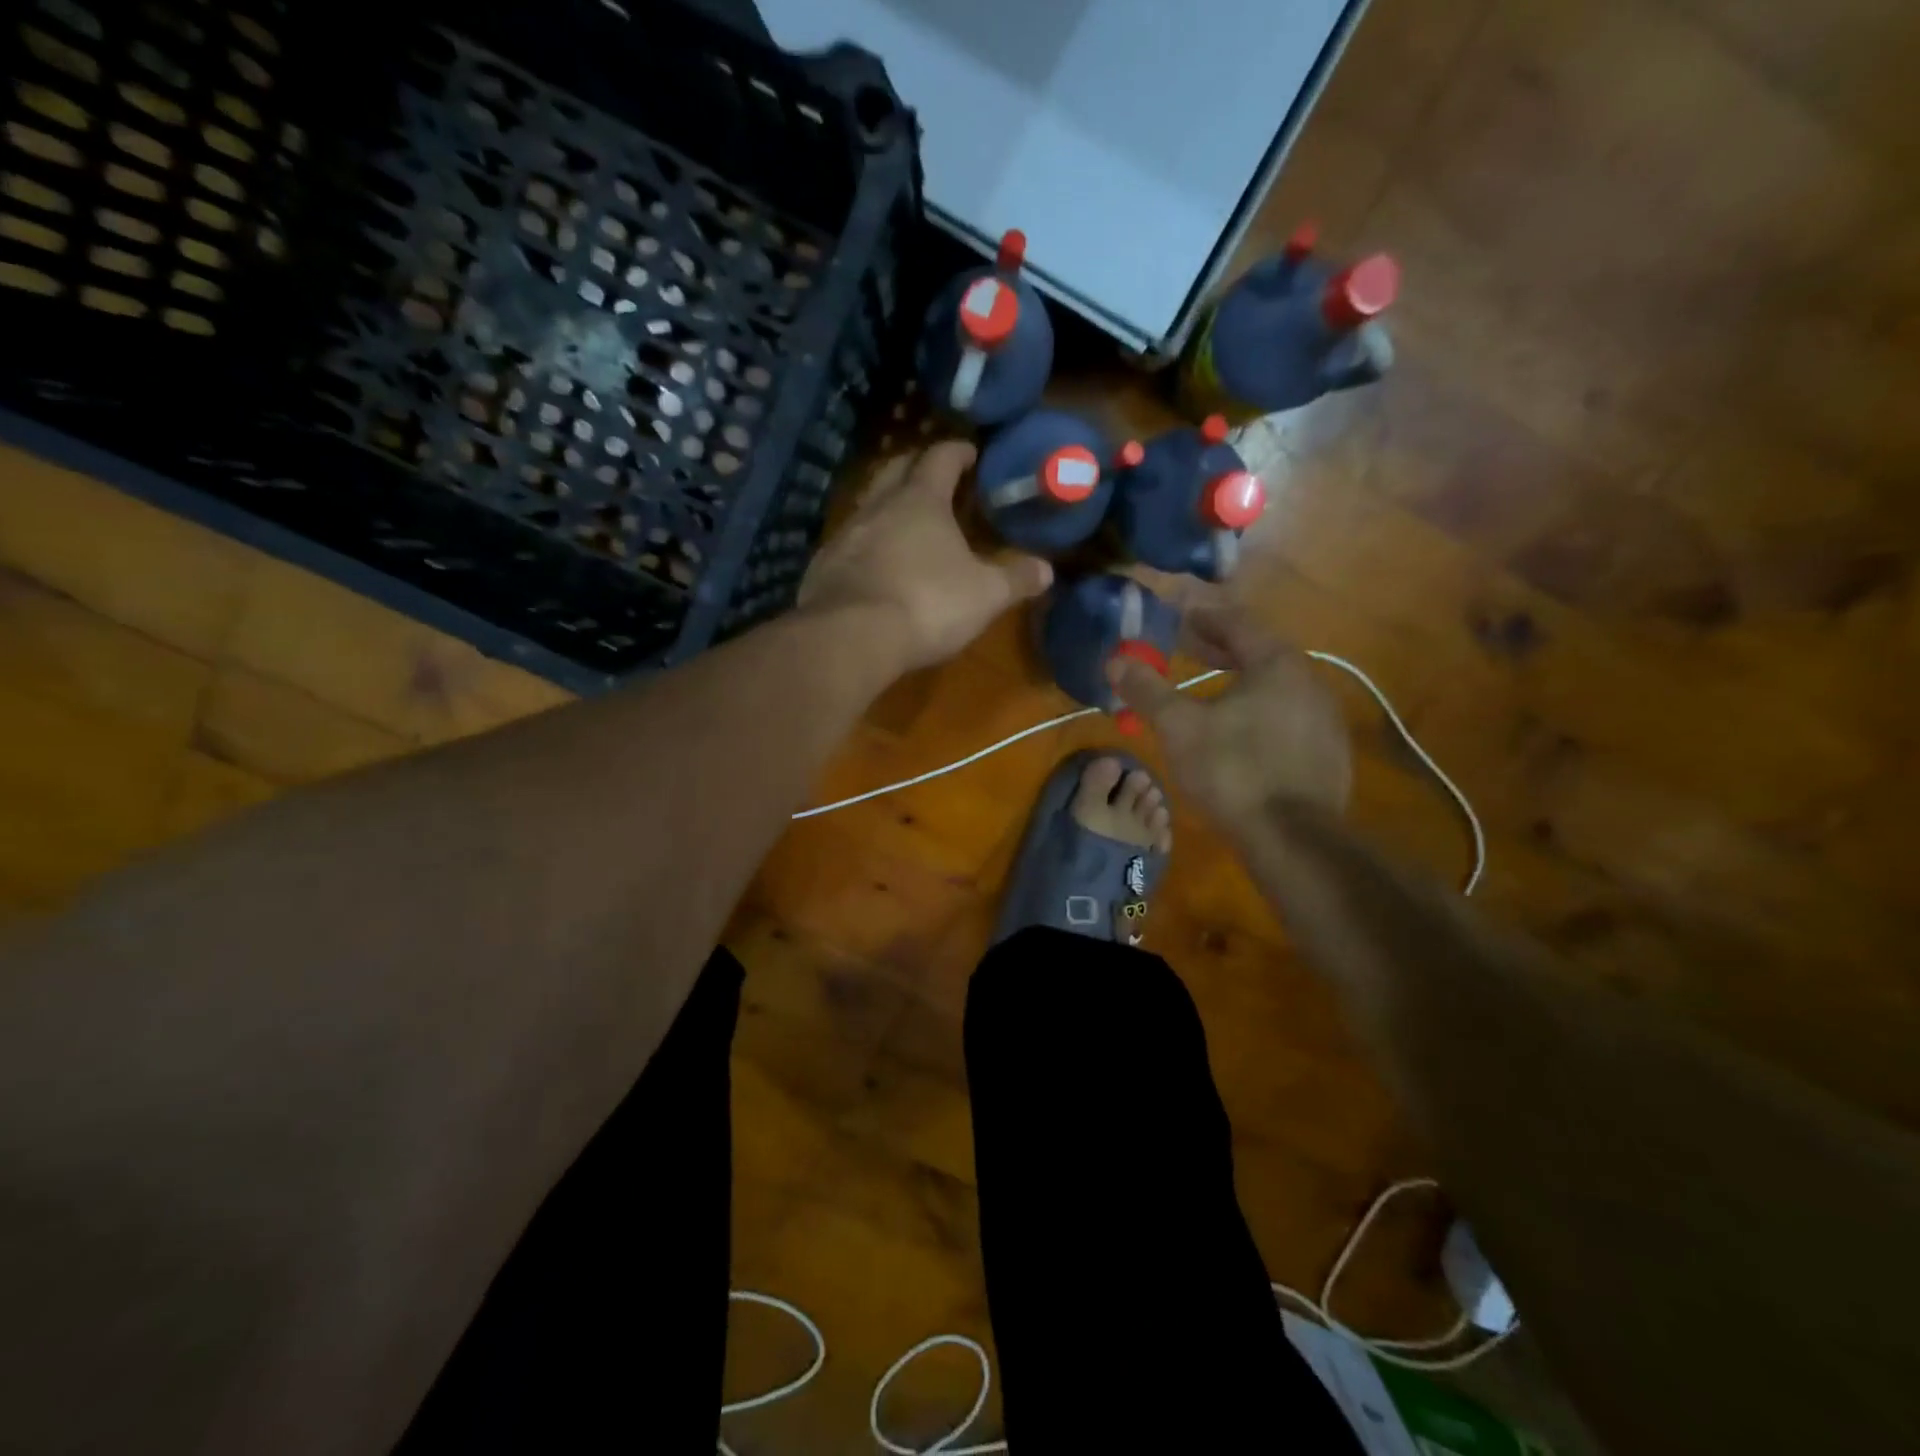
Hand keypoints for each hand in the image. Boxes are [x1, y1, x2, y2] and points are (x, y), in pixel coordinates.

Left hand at [800, 441, 1052, 672]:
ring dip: (887, 506)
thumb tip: (1047, 569)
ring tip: (905, 523)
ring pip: (868, 505)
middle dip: (915, 468)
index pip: (940, 458)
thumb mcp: (985, 595)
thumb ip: (1016, 579)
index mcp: (920, 501)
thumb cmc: (928, 604)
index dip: (957, 452)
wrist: (851, 637)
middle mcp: (878, 506)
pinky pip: (849, 543)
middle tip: (934, 478)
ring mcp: (845, 534)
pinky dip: (866, 544)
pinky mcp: (823, 566)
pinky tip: (874, 565)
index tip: (970, 452)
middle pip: (896, 470)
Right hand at [1108, 605, 1351, 828]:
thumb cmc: (1232, 770)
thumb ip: (1148, 690)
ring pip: (1274, 686)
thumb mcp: (1179, 727)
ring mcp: (1324, 720)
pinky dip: (1257, 709)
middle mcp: (1310, 682)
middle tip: (1184, 646)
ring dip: (1238, 680)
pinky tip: (1237, 730)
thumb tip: (1116, 661)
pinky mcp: (1327, 754)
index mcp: (1278, 664)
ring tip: (1207, 687)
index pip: (1237, 623)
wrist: (1293, 839)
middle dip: (1218, 647)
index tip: (1176, 614)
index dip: (1202, 616)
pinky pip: (1286, 716)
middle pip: (1258, 652)